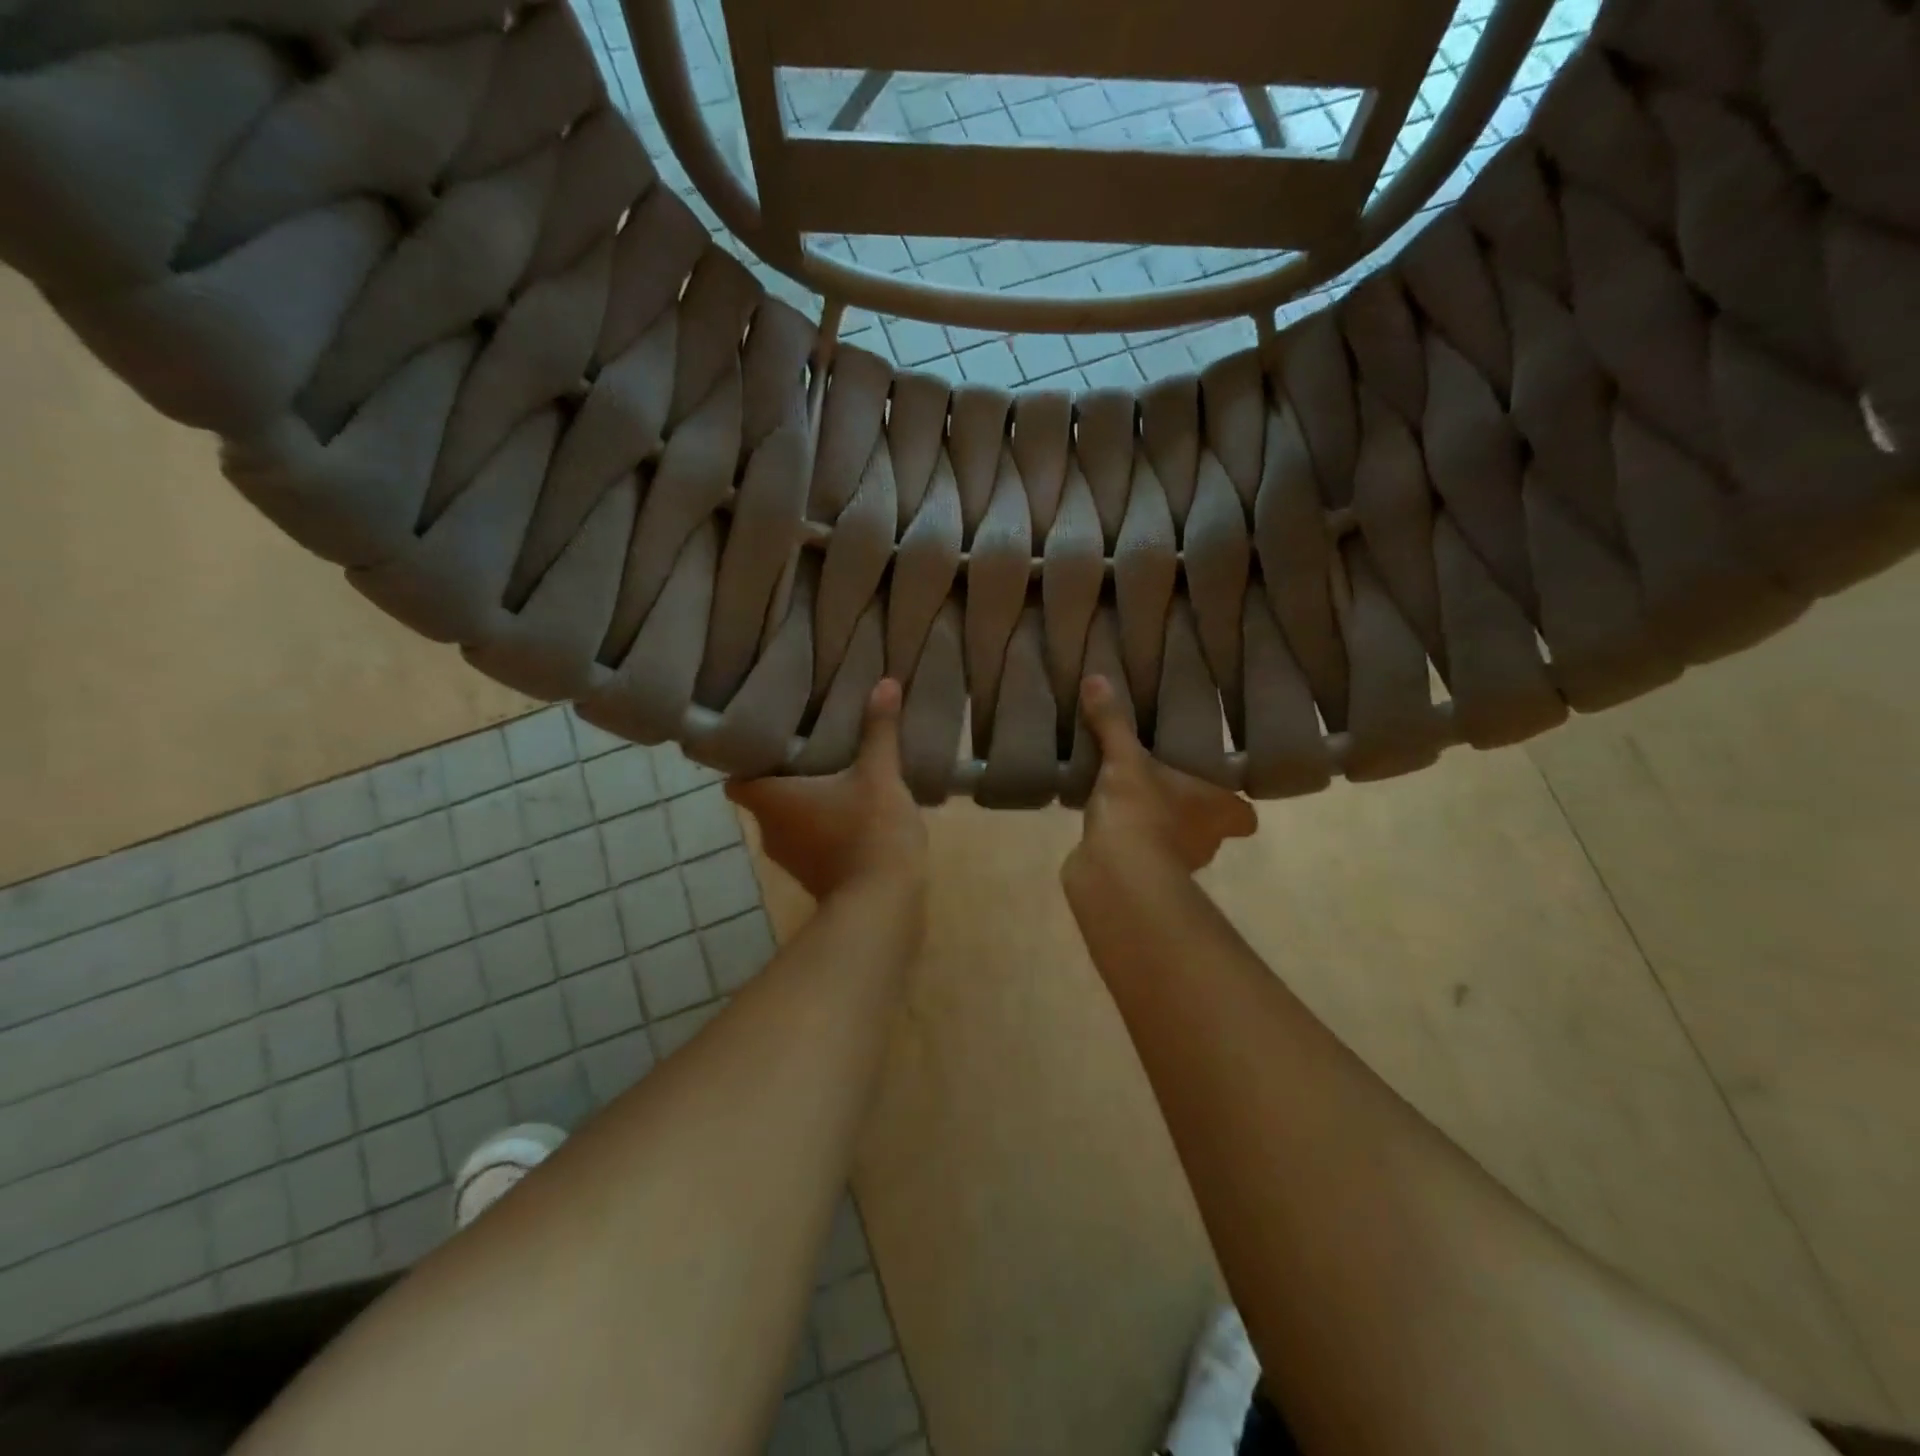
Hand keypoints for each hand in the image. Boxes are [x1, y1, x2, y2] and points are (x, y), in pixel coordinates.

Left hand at [726, 679, 927, 900]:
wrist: (884, 904)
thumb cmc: (870, 832)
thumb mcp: (879, 775)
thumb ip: (878, 731)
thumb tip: (885, 683)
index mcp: (771, 800)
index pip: (736, 777)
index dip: (746, 758)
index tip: (769, 737)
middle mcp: (770, 830)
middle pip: (764, 795)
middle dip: (785, 773)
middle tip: (809, 742)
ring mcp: (791, 858)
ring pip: (789, 819)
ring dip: (806, 800)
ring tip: (834, 771)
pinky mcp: (814, 876)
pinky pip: (810, 839)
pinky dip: (823, 824)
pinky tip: (852, 807)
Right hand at [1070, 676, 1256, 876]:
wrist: (1115, 871)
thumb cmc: (1141, 809)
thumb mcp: (1125, 758)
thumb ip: (1113, 722)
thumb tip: (1096, 678)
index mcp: (1216, 810)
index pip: (1244, 816)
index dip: (1234, 806)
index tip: (1217, 792)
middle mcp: (1205, 841)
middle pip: (1209, 828)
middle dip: (1190, 812)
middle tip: (1166, 786)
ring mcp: (1175, 866)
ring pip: (1174, 843)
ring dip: (1159, 828)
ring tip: (1131, 800)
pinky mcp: (1142, 879)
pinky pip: (1140, 855)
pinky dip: (1130, 844)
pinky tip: (1108, 825)